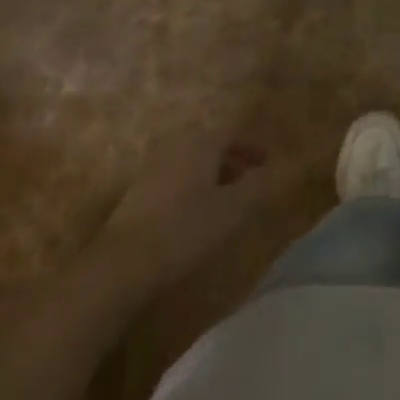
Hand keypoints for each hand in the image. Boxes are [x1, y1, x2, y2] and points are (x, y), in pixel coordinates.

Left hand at [96, 131, 274, 285]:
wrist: (122, 264)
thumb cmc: (186, 228)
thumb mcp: (234, 208)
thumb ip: (259, 184)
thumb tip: (277, 168)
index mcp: (200, 145)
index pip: (231, 134)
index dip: (252, 147)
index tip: (267, 164)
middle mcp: (174, 149)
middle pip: (209, 146)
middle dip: (232, 160)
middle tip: (250, 179)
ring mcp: (151, 172)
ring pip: (190, 164)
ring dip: (212, 175)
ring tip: (227, 199)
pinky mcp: (136, 196)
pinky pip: (174, 180)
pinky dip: (192, 188)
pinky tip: (196, 213)